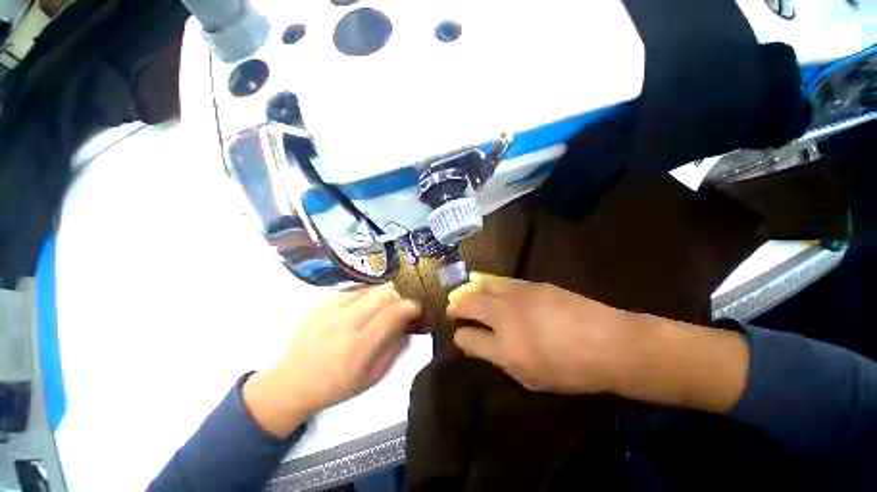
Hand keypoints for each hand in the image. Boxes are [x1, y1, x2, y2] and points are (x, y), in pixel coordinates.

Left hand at [244, 286, 420, 437]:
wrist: (292, 383)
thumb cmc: (337, 386)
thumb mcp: (373, 377)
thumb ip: (395, 349)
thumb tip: (408, 325)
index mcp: (357, 348)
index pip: (392, 315)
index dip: (410, 307)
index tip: (417, 308)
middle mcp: (343, 324)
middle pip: (382, 295)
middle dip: (399, 297)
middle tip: (401, 306)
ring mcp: (329, 311)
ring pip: (368, 289)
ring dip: (382, 295)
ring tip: (383, 307)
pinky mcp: (319, 304)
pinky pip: (352, 291)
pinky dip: (365, 296)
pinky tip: (363, 308)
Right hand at [447, 273, 638, 394]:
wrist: (609, 342)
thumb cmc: (571, 370)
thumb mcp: (530, 379)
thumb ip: (497, 360)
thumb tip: (475, 344)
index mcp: (504, 348)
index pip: (467, 338)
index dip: (460, 336)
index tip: (460, 335)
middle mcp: (504, 317)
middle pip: (467, 304)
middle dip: (455, 306)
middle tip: (452, 309)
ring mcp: (516, 296)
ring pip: (479, 287)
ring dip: (465, 290)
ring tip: (459, 292)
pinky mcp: (528, 284)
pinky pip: (496, 279)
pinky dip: (481, 279)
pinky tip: (475, 277)